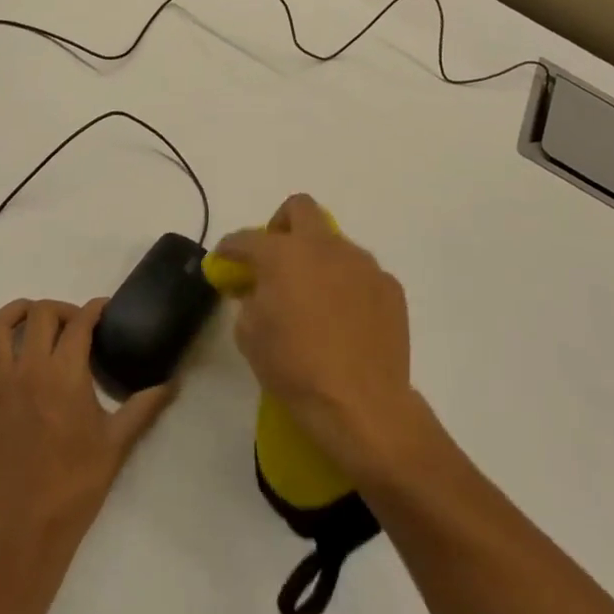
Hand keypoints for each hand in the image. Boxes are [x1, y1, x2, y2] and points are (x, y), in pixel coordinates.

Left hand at [0, 299, 174, 552]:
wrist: (24, 536)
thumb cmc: (75, 488)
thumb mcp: (116, 445)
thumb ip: (144, 407)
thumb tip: (172, 383)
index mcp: (65, 375)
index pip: (80, 321)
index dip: (95, 308)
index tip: (104, 311)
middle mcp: (29, 371)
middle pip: (39, 313)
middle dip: (60, 309)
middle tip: (73, 325)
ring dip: (14, 315)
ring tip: (29, 322)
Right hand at [212, 194, 427, 480]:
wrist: (362, 404)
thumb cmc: (295, 368)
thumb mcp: (250, 335)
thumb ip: (249, 299)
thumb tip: (257, 288)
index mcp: (283, 254)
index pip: (246, 238)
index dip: (230, 248)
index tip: (224, 261)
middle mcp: (324, 246)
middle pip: (300, 208)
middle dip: (281, 225)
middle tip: (277, 259)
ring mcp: (362, 263)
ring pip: (334, 243)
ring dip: (319, 259)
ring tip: (316, 300)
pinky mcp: (389, 286)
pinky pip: (361, 274)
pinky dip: (348, 286)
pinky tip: (346, 319)